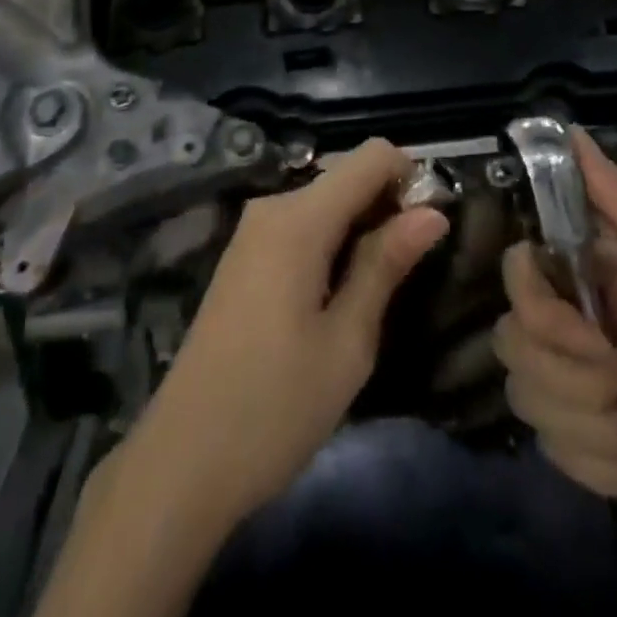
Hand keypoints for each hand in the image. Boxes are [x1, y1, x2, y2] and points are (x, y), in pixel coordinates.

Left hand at [109, 137, 449, 529]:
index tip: (432, 227)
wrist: (183, 459)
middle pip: (346, 177)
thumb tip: (432, 211)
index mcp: (299, 218)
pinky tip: (341, 294)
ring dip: (361, 227)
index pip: (370, 156)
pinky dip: (332, 242)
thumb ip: (386, 264)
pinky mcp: (244, 257)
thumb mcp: (347, 341)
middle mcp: (272, 207)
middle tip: (414, 269)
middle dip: (387, 205)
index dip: (409, 178)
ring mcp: (252, 231)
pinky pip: (301, 226)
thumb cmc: (276, 406)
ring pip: (325, 202)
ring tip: (382, 288)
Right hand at [494, 127, 616, 575]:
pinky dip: (612, 471)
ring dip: (603, 428)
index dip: (538, 306)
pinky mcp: (599, 450)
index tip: (589, 334)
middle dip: (579, 379)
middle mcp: (584, 326)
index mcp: (602, 276)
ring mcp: (588, 391)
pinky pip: (559, 456)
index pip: (521, 274)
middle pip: (516, 343)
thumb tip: (569, 130)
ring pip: (532, 402)